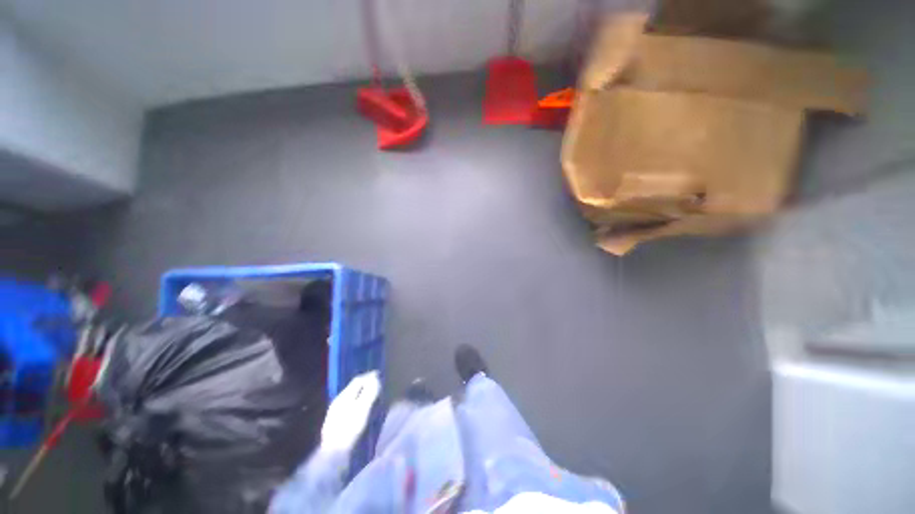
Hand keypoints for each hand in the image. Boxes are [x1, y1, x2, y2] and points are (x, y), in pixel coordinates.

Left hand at [321, 371, 381, 452]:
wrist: (333, 454)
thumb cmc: (350, 429)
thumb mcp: (363, 409)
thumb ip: (369, 392)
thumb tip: (375, 377)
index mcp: (344, 396)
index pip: (358, 380)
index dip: (369, 376)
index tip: (380, 375)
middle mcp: (338, 401)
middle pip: (353, 388)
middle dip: (365, 384)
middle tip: (377, 385)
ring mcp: (335, 412)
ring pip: (350, 397)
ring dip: (361, 394)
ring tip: (372, 397)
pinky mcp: (335, 422)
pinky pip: (348, 406)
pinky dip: (357, 403)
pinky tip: (361, 411)